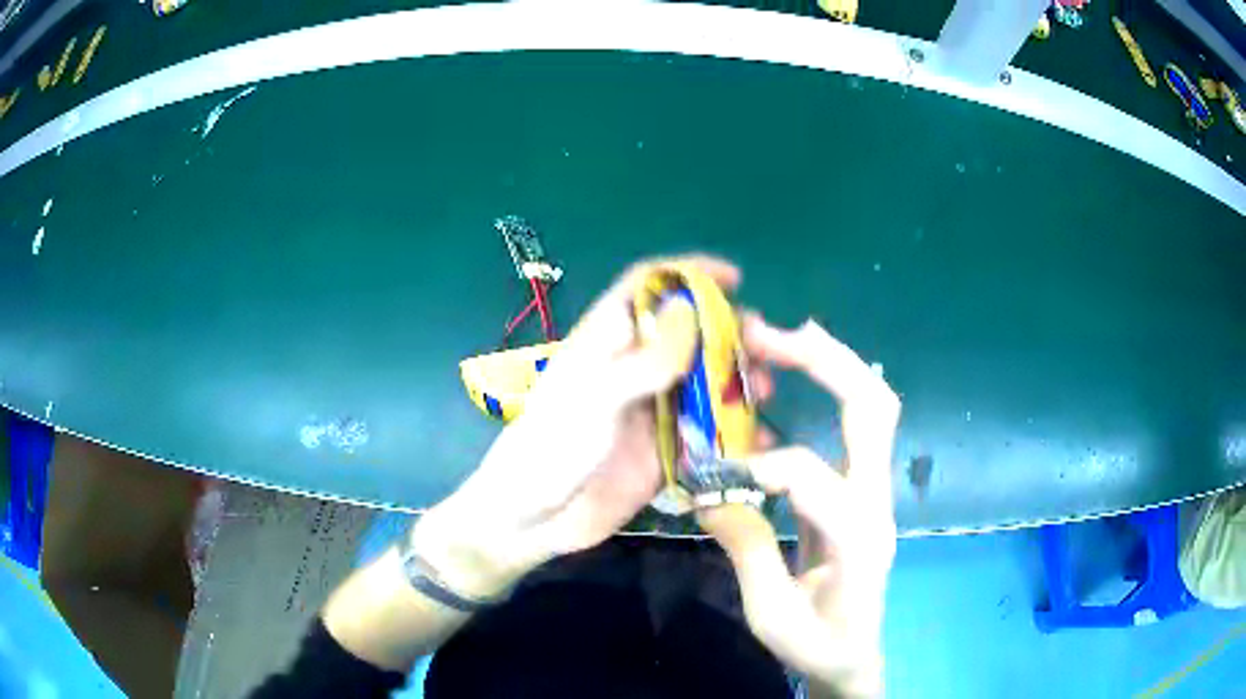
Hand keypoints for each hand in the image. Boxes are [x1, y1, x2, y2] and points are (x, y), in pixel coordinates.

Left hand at [414, 256, 741, 598]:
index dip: (688, 273)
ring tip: (765, 392)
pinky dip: (735, 436)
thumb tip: (689, 309)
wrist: (533, 518)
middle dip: (728, 334)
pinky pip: (707, 437)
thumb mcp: (595, 398)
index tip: (734, 279)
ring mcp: (651, 412)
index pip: (648, 287)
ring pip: (704, 383)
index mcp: (608, 341)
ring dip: (737, 382)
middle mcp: (634, 370)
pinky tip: (760, 443)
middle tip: (765, 347)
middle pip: (689, 335)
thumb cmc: (552, 447)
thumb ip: (643, 360)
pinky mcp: (663, 453)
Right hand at [696, 317, 899, 697]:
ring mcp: (875, 490)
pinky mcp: (862, 490)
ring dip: (828, 362)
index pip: (810, 475)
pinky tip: (785, 382)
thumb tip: (709, 495)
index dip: (755, 466)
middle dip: (823, 359)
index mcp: (858, 537)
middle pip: (873, 407)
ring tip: (776, 340)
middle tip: (767, 335)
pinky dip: (822, 390)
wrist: (854, 657)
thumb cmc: (817, 644)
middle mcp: (876, 500)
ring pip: (872, 405)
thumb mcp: (771, 613)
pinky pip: (852, 426)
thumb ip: (746, 550)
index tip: (711, 478)